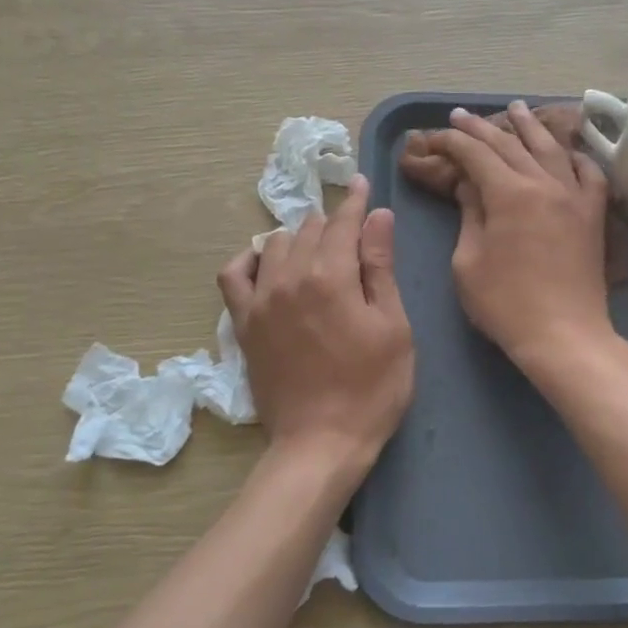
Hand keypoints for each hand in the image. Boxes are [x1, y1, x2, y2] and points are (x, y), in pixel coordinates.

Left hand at [218, 174, 414, 473]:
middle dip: (331, 221)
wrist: (321, 443)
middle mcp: (290, 277)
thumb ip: (380, 267)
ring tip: (315, 249)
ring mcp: (260, 300)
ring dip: (297, 237)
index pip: (343, 222)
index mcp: (332, 276)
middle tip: (350, 229)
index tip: (362, 184)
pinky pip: (234, 275)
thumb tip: (378, 216)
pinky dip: (249, 260)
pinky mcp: (243, 324)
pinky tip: (265, 264)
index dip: (356, 201)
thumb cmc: (372, 388)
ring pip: (274, 244)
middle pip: (309, 230)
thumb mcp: (393, 326)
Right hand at [423, 103, 614, 370]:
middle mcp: (545, 183)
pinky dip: (575, 156)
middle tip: (461, 116)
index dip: (451, 142)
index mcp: (509, 194)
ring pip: (551, 148)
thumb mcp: (469, 261)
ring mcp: (574, 196)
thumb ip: (470, 214)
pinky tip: (567, 150)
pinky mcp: (594, 214)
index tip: (434, 138)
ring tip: (515, 109)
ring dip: (529, 126)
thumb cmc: (505, 304)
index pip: (476, 154)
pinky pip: (588, 173)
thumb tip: (470, 185)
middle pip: (510, 144)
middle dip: (481, 128)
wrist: (563, 334)